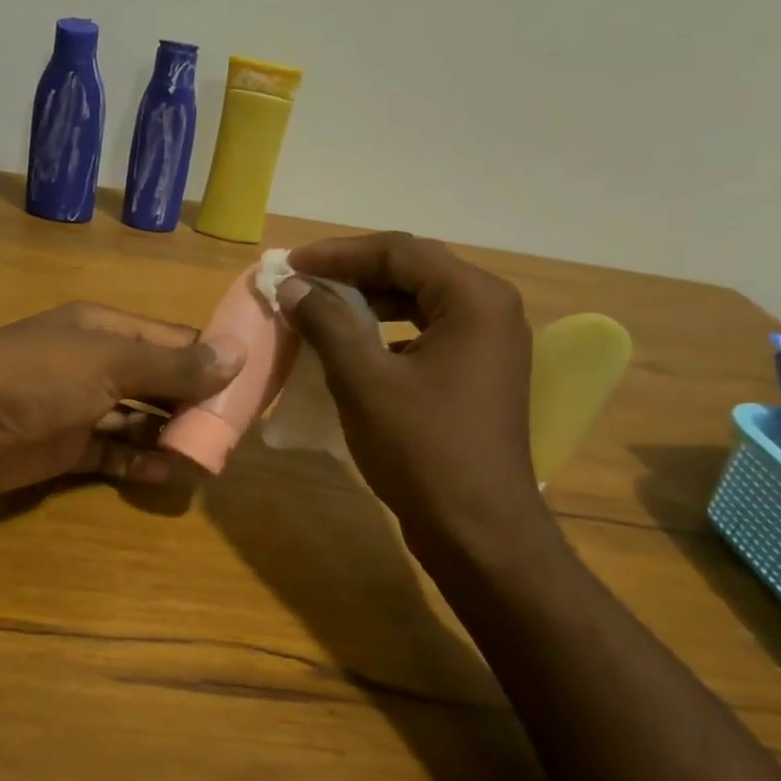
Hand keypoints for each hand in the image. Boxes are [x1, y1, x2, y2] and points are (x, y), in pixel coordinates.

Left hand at [0, 302, 243, 505]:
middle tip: (235, 431)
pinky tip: (165, 475)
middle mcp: (94, 364)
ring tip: (206, 457)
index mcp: (104, 330)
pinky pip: (112, 455)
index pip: (173, 339)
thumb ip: (171, 364)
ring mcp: (77, 408)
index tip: (253, 384)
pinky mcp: (63, 449)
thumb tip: (236, 355)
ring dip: (169, 437)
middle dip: (194, 404)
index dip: (212, 359)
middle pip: (159, 383)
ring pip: (138, 422)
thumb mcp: (107, 362)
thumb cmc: (32, 378)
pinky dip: (137, 464)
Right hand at [278, 233, 552, 558]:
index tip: (289, 265)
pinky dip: (387, 332)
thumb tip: (293, 286)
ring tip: (319, 310)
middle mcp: (491, 309)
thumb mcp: (363, 380)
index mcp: (473, 298)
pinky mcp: (478, 373)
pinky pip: (427, 333)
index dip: (337, 253)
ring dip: (368, 302)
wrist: (478, 530)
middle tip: (300, 283)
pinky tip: (354, 348)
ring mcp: (489, 343)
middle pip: (413, 270)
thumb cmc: (422, 450)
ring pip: (419, 302)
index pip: (399, 250)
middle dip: (352, 274)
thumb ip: (327, 322)